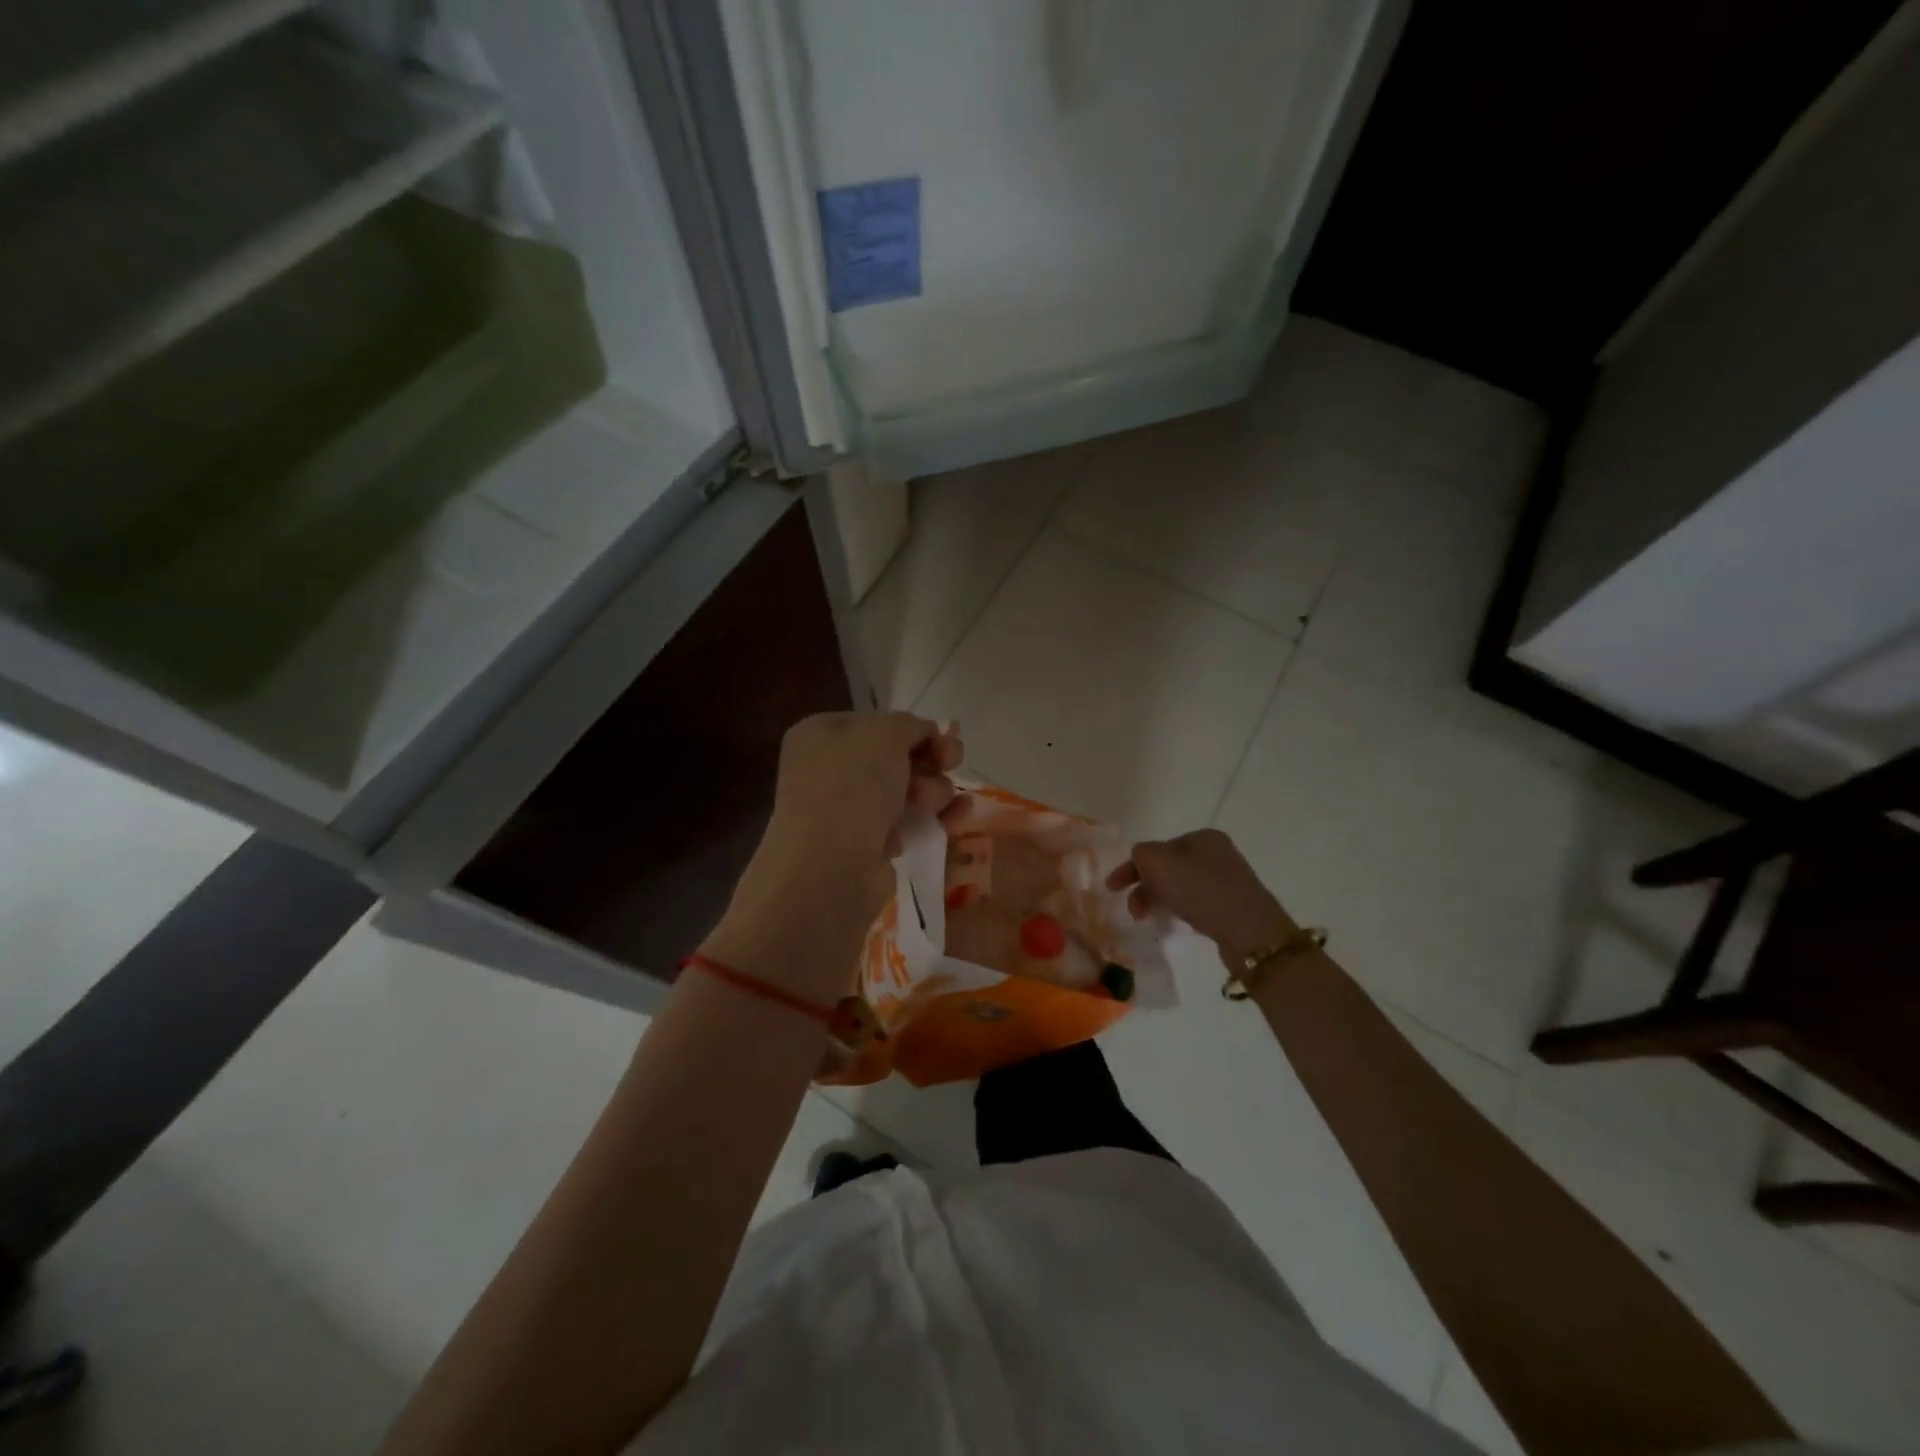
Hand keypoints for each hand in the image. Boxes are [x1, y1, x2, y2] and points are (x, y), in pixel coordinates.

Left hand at [703, 713, 964, 1003]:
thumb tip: (926, 733)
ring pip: (909, 789)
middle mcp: (831, 769)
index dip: (915, 729)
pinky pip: (909, 822)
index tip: (945, 739)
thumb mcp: (883, 734)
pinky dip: (932, 820)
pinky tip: (954, 821)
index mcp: (822, 735)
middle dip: (930, 761)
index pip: (879, 722)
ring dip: (934, 790)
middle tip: (951, 764)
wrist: (828, 871)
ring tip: (933, 804)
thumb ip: (909, 724)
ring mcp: (849, 809)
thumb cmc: (850, 790)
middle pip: (898, 756)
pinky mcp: (868, 844)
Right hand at [1107, 829, 1296, 970]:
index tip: (1111, 889)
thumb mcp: (1159, 863)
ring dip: (1160, 899)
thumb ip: (1141, 854)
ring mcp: (1228, 880)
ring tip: (1151, 919)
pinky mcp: (1233, 906)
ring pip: (1180, 885)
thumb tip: (1140, 859)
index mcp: (1202, 836)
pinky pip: (1196, 902)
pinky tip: (1179, 922)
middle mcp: (1217, 853)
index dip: (1131, 867)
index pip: (1156, 847)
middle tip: (1132, 911)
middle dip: (1144, 886)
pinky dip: (1180, 909)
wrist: (1250, 932)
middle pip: (1167, 866)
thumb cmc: (1201, 891)